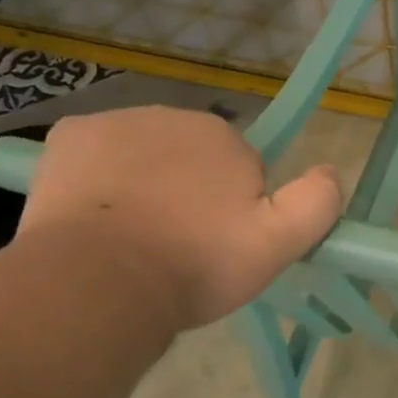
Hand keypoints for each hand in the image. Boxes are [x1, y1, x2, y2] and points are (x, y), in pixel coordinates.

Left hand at [15, 107, 342, 330]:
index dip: (235, 206)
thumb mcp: (278, 244)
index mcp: (223, 134)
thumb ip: (316, 203)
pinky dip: (99, 175)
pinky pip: (96, 152)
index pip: (240, 165)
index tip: (219, 243)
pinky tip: (96, 215)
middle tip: (180, 245)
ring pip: (144, 154)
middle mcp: (171, 115)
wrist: (99, 282)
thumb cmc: (195, 263)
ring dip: (146, 183)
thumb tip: (330, 171)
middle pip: (191, 156)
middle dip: (190, 190)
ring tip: (135, 238)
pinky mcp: (67, 138)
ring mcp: (114, 123)